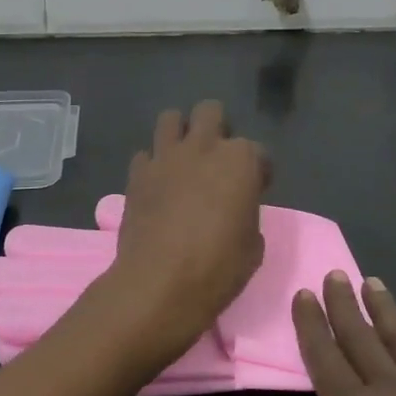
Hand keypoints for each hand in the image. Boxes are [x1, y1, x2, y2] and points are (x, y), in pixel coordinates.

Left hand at [102, 101, 268, 363]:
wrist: (160, 284)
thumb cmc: (218, 268)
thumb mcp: (253, 246)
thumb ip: (247, 213)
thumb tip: (236, 209)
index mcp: (240, 161)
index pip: (258, 151)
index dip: (259, 170)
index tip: (256, 188)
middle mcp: (203, 147)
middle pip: (210, 111)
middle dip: (217, 128)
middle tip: (217, 158)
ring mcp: (166, 156)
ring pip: (171, 118)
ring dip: (180, 132)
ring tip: (183, 158)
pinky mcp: (137, 173)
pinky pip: (145, 155)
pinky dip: (153, 165)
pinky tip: (157, 185)